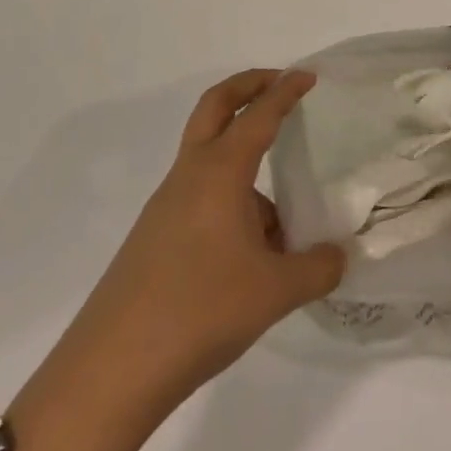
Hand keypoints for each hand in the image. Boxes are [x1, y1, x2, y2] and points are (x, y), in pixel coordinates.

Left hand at [61, 69, 345, 411]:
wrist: (110, 373)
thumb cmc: (199, 312)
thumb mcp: (276, 292)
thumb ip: (318, 268)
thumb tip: (339, 256)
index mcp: (219, 173)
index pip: (258, 115)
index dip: (286, 91)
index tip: (309, 76)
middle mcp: (189, 178)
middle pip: (214, 108)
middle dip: (247, 86)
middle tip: (279, 84)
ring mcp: (165, 207)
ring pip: (209, 160)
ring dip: (243, 160)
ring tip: (284, 218)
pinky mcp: (154, 238)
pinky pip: (201, 199)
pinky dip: (231, 202)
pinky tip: (253, 255)